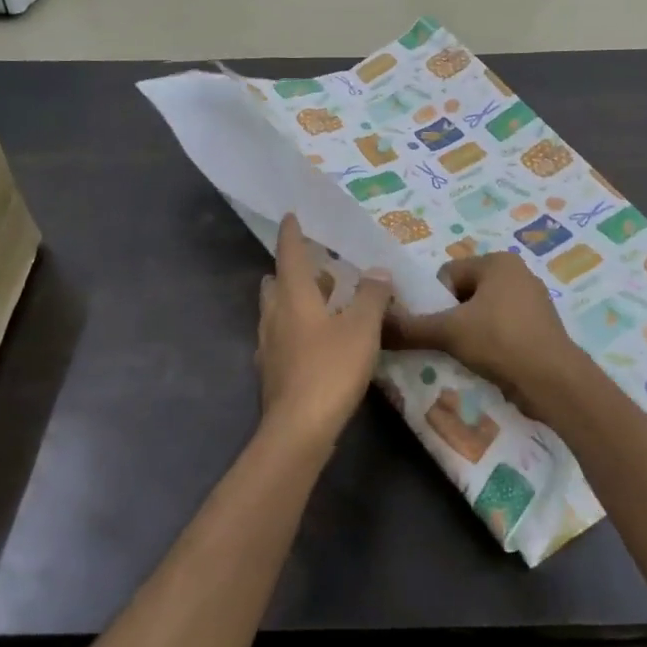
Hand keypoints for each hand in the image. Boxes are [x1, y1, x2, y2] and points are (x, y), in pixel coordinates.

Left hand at [256, 215, 393, 448]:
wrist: (298, 430)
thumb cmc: (331, 369)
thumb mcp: (362, 328)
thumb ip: (372, 296)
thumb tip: (378, 271)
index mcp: (293, 296)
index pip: (289, 254)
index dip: (291, 233)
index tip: (290, 216)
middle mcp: (274, 315)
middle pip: (276, 283)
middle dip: (291, 271)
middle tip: (316, 267)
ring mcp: (268, 346)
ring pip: (276, 311)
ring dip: (293, 300)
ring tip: (321, 301)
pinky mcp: (271, 372)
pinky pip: (280, 338)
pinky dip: (295, 329)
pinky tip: (314, 342)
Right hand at [386, 253, 590, 425]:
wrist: (554, 382)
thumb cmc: (500, 341)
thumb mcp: (448, 332)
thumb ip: (410, 328)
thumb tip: (375, 325)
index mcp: (498, 262)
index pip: (448, 274)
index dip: (436, 301)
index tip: (439, 327)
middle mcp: (518, 273)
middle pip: (465, 293)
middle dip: (453, 318)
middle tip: (450, 343)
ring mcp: (533, 301)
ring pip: (483, 313)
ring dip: (471, 333)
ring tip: (468, 356)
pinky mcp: (540, 328)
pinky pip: (503, 329)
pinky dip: (492, 344)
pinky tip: (488, 363)